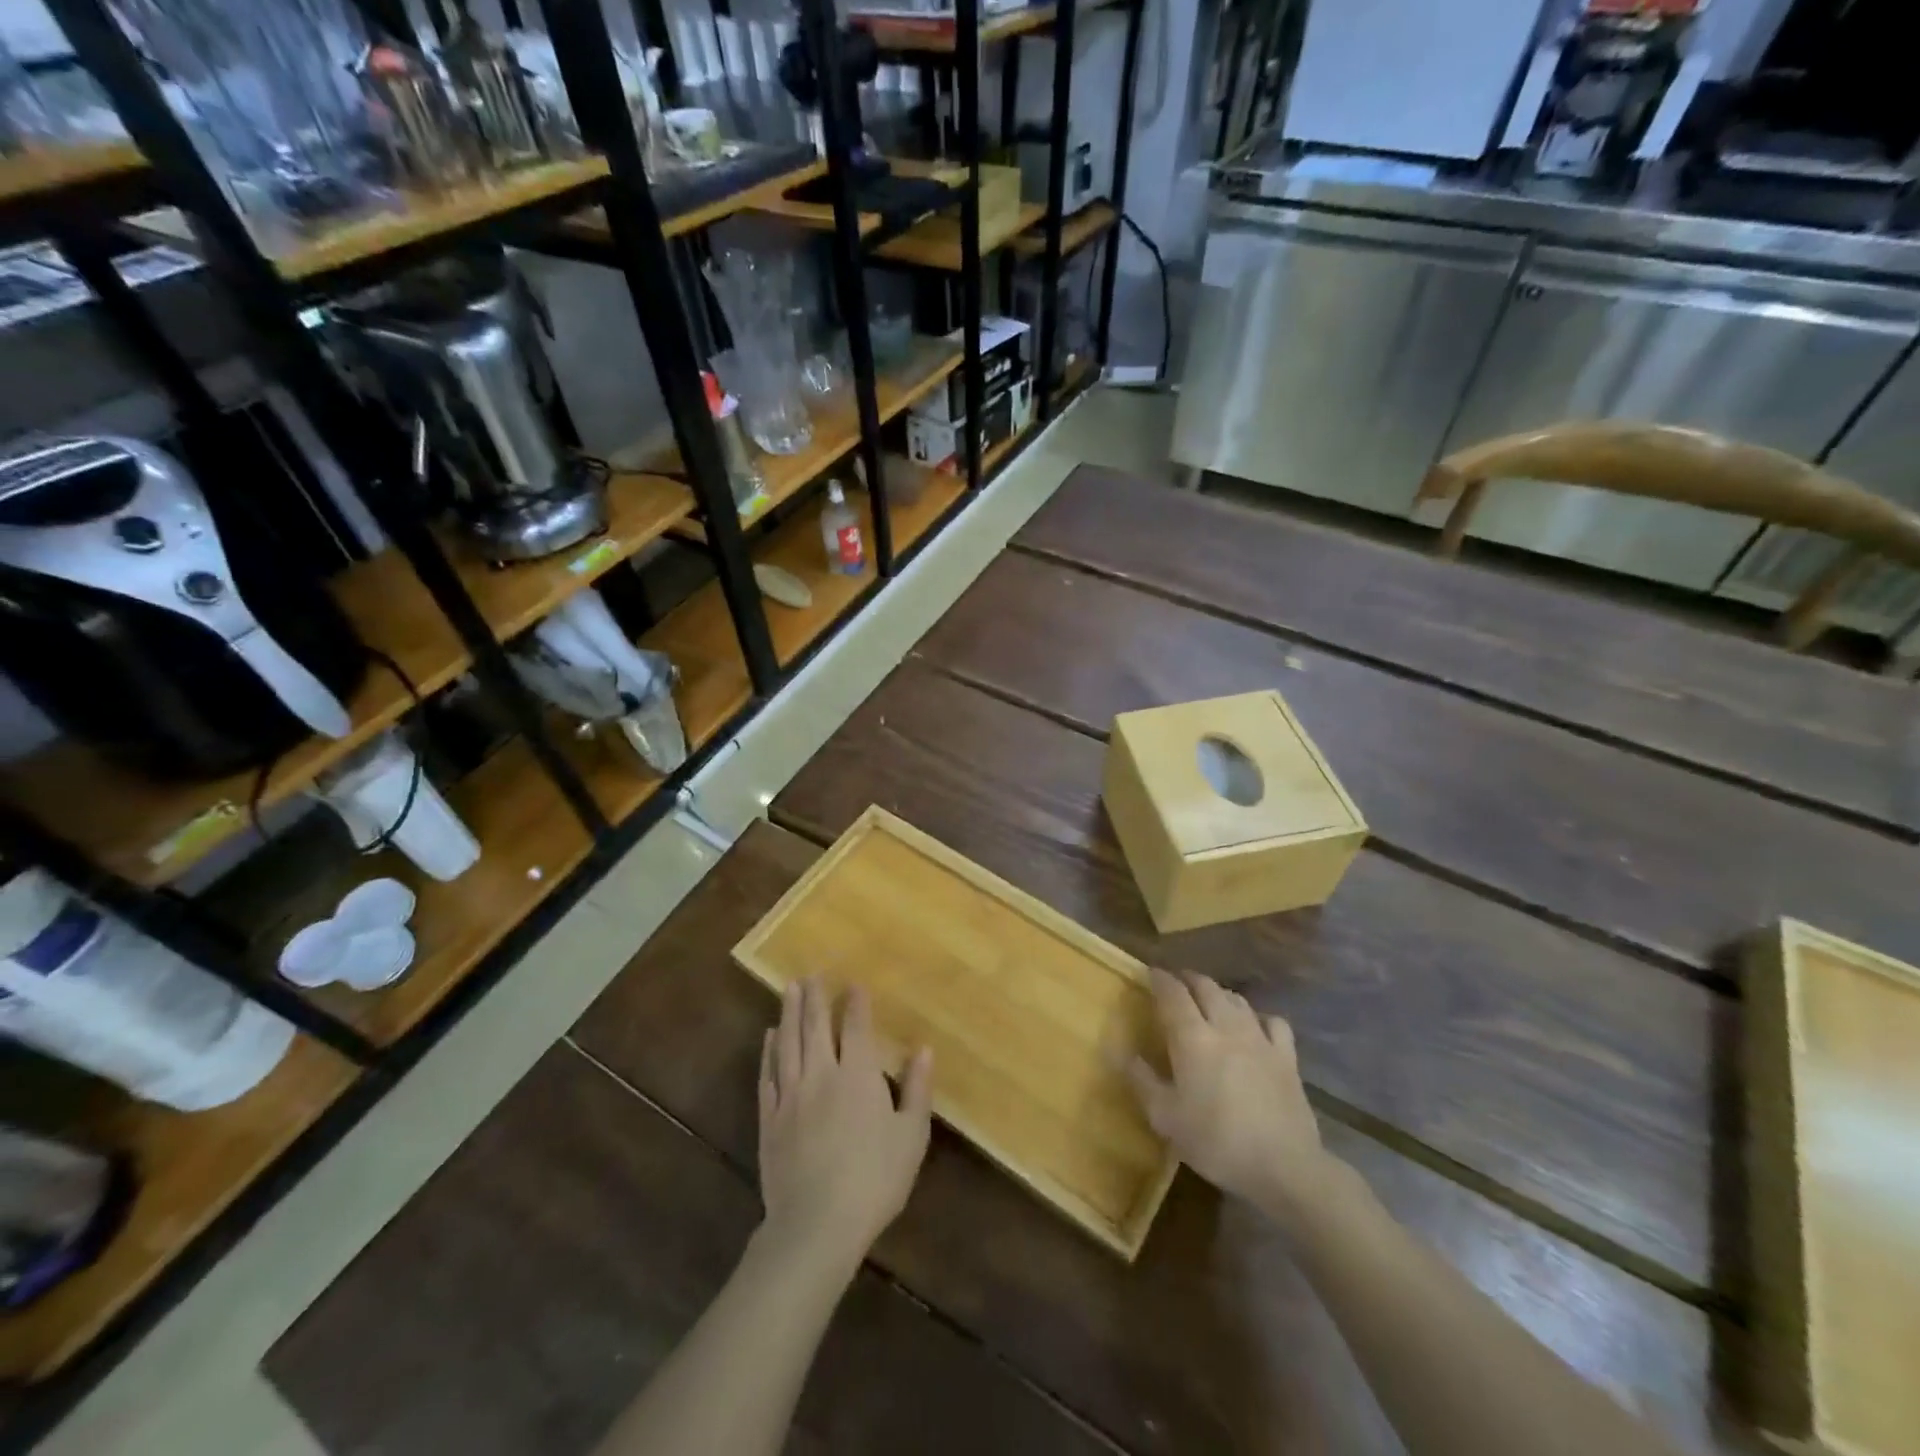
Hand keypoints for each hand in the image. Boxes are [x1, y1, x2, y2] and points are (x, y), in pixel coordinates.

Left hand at [757, 979, 932, 1277]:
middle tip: (812, 973)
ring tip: (789, 988)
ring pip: (788, 1043)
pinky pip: (767, 1074)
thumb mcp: (911, 1137)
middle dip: (815, 997)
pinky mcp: (769, 1118)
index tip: (853, 983)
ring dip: (789, 1012)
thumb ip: (917, 1089)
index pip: (855, 1027)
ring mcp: (790, 1095)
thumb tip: (924, 1049)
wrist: (816, 1225)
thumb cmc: (874, 1180)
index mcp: (857, 1076)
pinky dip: (768, 1051)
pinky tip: (770, 1037)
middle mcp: (821, 1074)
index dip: (855, 1003)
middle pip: (816, 1026)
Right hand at [1126, 968, 1341, 1223]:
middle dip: (1188, 979)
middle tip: (1177, 983)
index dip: (1160, 979)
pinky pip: (1273, 1022)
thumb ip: (1142, 1081)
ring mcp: (1260, 1039)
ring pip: (1237, 999)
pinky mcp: (1287, 1057)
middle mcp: (1225, 1026)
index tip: (1150, 973)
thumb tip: (1123, 1053)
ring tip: (1209, 999)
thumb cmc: (1216, 1141)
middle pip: (1206, 987)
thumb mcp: (1166, 1118)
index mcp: (1192, 1038)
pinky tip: (1255, 1026)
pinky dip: (1258, 1017)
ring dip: (1219, 993)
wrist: (1284, 1166)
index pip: (1173, 994)